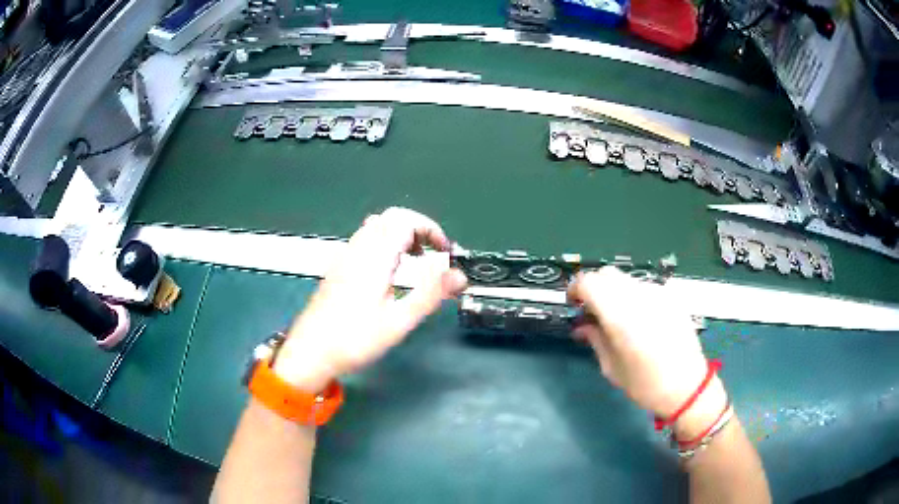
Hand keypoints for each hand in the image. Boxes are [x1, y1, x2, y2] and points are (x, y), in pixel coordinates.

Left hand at [274, 208, 467, 392]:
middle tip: (432, 254)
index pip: (404, 219)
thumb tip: (459, 275)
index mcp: (374, 257)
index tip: (445, 251)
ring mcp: (344, 257)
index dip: (430, 228)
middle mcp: (357, 249)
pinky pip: (364, 240)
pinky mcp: (338, 268)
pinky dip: (385, 243)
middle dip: (417, 228)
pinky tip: (389, 272)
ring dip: (400, 234)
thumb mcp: (398, 322)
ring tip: (415, 261)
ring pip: (375, 227)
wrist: (309, 352)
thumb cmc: (353, 340)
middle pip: (390, 217)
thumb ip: (430, 295)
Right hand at [567, 267, 723, 431]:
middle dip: (594, 287)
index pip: (589, 282)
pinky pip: (644, 287)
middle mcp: (639, 297)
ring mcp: (658, 293)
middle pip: (607, 274)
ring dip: (614, 291)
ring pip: (626, 278)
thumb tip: (582, 325)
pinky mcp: (671, 296)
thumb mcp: (611, 367)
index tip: (574, 305)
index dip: (575, 289)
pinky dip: (633, 295)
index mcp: (620, 316)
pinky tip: (639, 318)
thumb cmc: (645, 384)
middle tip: (592, 310)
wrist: (687, 387)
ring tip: (616, 316)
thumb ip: (594, 339)